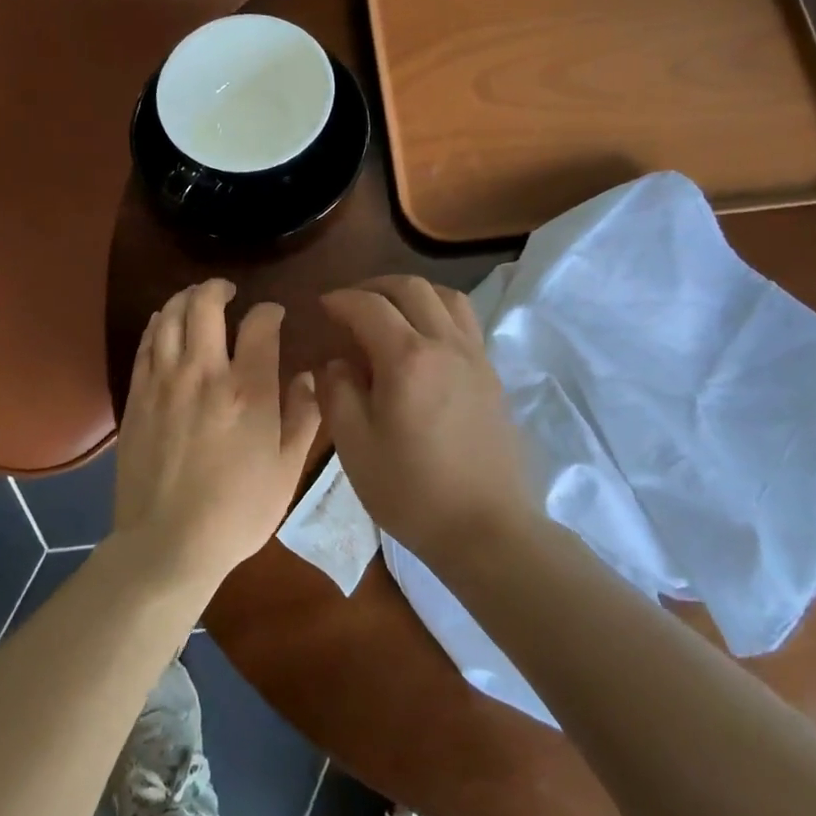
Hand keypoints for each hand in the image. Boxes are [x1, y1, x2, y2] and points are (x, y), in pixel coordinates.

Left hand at [113, 279, 322, 592]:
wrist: (167, 544)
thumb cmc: (238, 510)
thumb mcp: (288, 469)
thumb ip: (304, 416)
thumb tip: (309, 377)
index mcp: (249, 390)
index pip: (260, 324)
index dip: (270, 311)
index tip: (274, 316)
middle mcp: (205, 373)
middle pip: (204, 305)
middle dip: (218, 287)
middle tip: (228, 291)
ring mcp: (165, 382)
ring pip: (169, 316)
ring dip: (184, 298)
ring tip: (196, 300)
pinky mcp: (138, 396)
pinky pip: (146, 343)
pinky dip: (158, 323)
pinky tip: (165, 323)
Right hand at [317, 276, 538, 569]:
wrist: (487, 528)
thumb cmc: (413, 493)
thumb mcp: (355, 448)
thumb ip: (338, 394)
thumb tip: (337, 362)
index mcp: (408, 359)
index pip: (369, 306)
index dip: (341, 300)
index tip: (323, 306)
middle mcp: (445, 344)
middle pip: (411, 288)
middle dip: (375, 286)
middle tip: (352, 303)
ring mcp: (475, 356)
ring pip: (446, 296)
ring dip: (413, 293)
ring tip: (391, 311)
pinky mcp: (492, 374)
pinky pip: (465, 321)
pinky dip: (439, 311)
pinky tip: (424, 340)